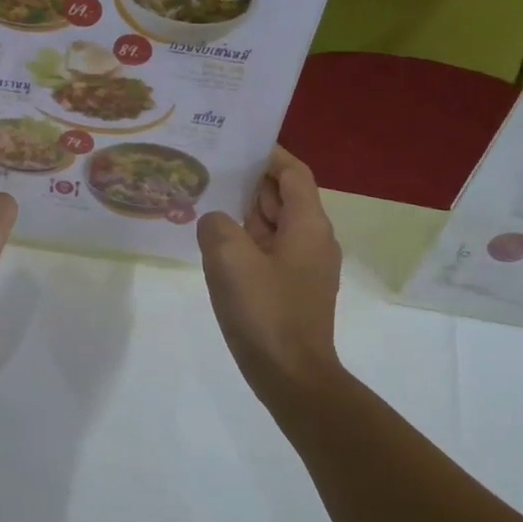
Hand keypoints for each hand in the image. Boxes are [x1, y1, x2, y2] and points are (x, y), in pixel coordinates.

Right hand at [196, 147, 343, 399]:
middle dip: (252, 183)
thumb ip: (217, 226)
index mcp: (308, 225)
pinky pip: (271, 252)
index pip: (293, 174)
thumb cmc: (265, 312)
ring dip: (247, 214)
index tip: (237, 145)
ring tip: (208, 203)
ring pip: (276, 226)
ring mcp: (306, 267)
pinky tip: (218, 247)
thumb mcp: (229, 259)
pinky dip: (249, 241)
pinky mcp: (294, 290)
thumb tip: (216, 222)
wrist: (291, 376)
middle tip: (211, 172)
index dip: (269, 155)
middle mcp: (314, 240)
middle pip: (285, 197)